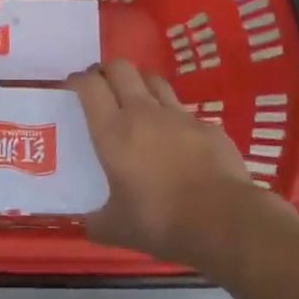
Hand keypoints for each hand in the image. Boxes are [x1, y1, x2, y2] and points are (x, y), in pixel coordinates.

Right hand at [71, 60, 265, 265]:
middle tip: (102, 88)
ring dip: (141, 84)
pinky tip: (177, 140)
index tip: (72, 88)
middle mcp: (143, 112)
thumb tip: (88, 224)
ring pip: (154, 80)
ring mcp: (179, 116)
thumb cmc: (161, 222)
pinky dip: (174, 118)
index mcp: (113, 132)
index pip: (89, 86)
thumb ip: (97, 222)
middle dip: (107, 71)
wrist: (225, 222)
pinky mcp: (207, 126)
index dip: (78, 80)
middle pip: (121, 68)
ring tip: (137, 102)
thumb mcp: (117, 230)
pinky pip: (184, 112)